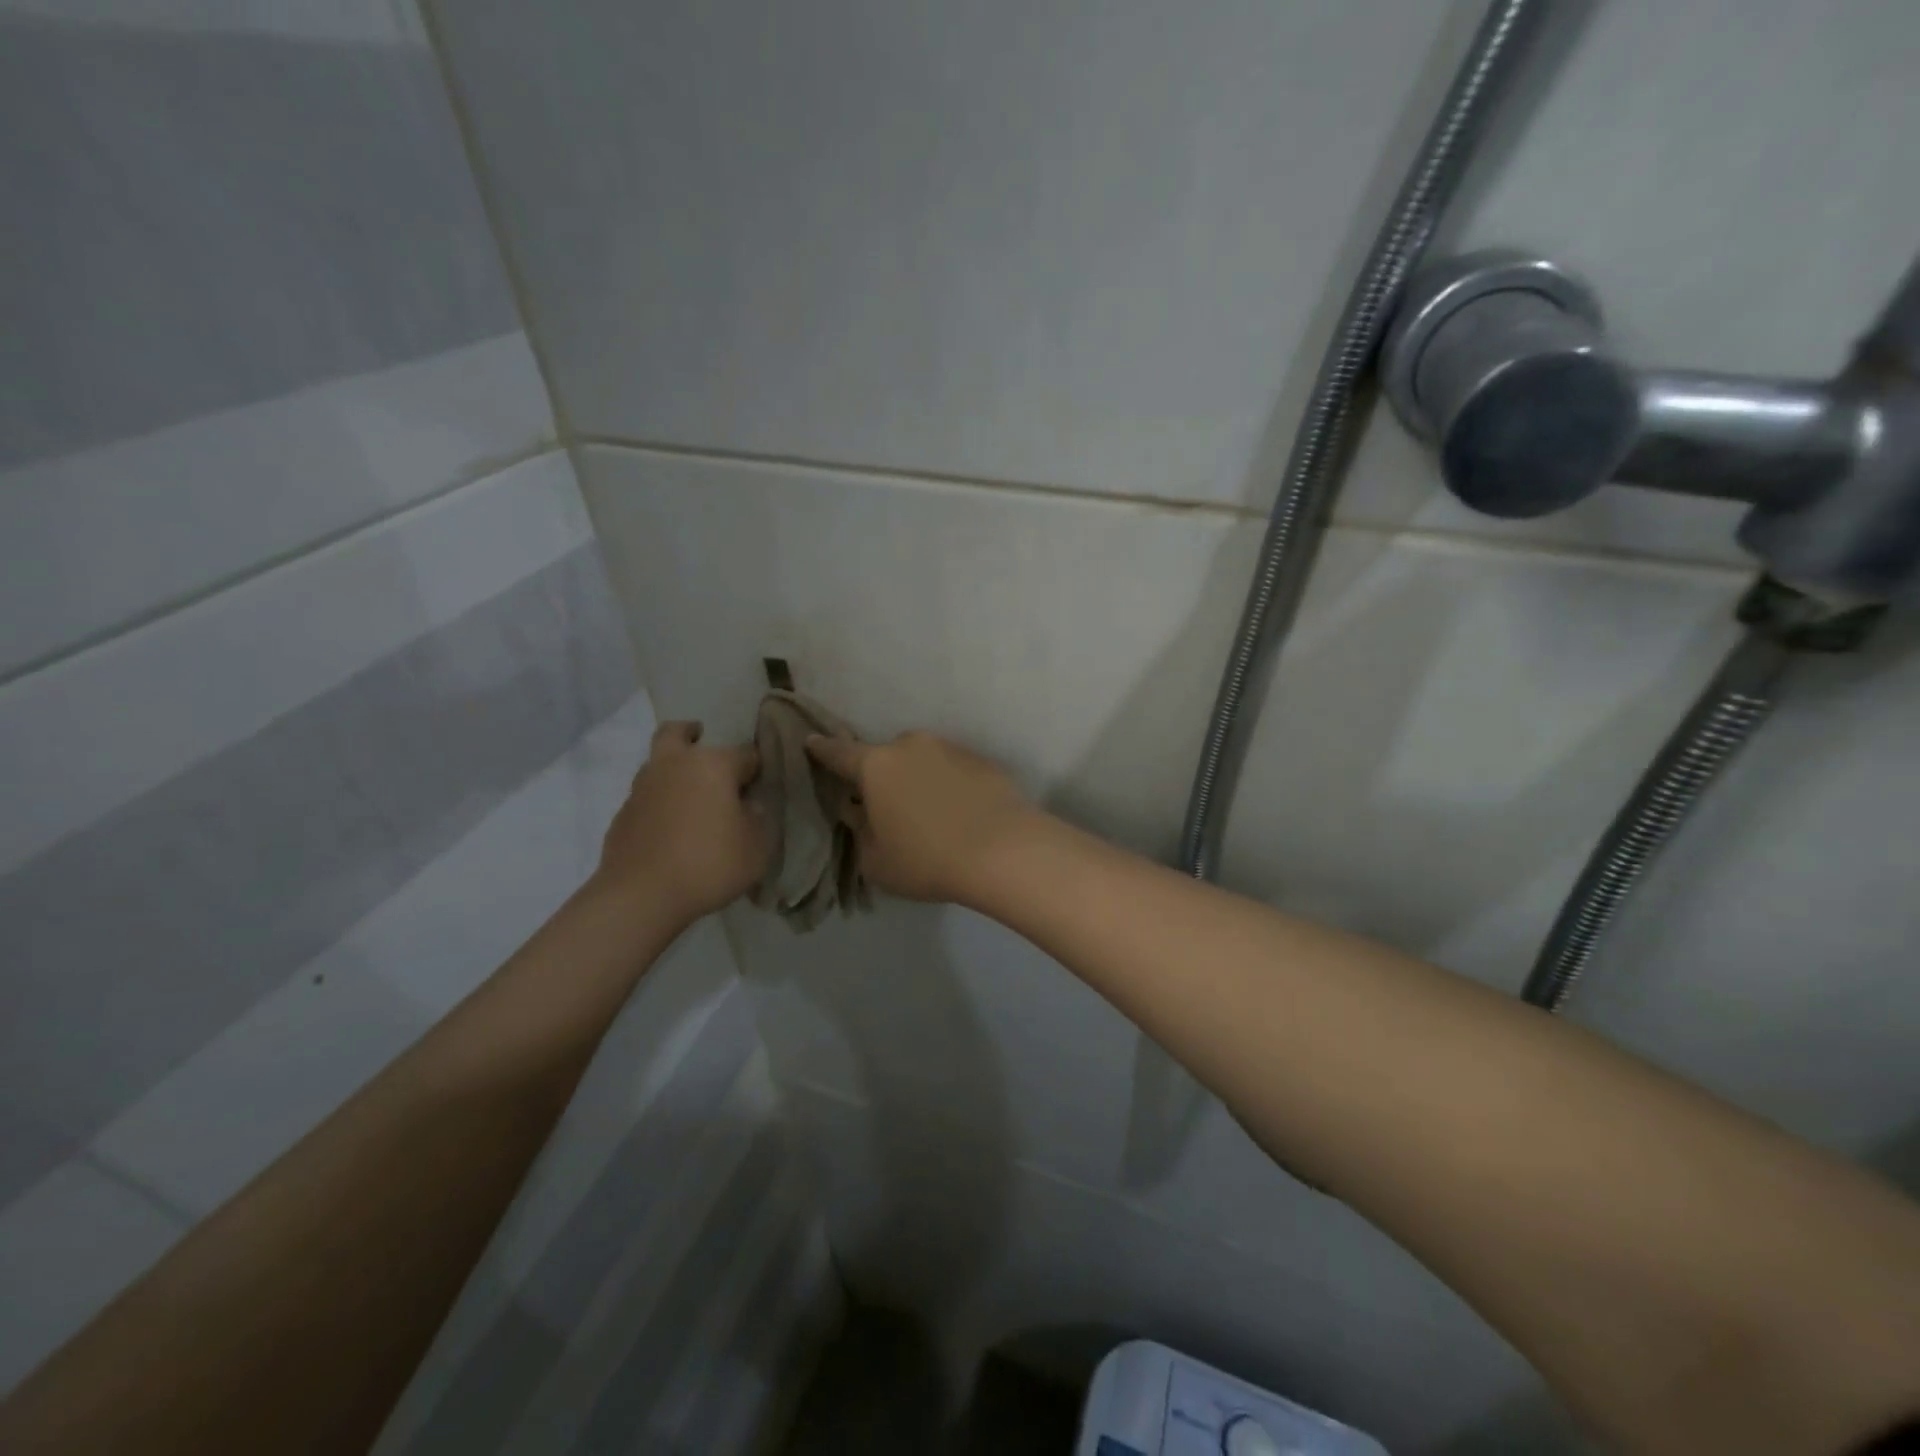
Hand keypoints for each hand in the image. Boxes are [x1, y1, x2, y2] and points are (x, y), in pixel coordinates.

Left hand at [596, 721, 765, 923]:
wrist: (642, 895)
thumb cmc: (710, 864)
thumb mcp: (756, 847)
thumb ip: (756, 820)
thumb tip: (747, 807)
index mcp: (713, 765)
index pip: (745, 754)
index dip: (756, 768)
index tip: (760, 783)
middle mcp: (675, 765)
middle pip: (678, 732)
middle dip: (691, 734)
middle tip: (702, 746)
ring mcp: (642, 787)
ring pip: (657, 762)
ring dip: (672, 769)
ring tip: (689, 796)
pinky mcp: (623, 813)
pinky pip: (646, 796)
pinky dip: (658, 802)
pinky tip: (669, 827)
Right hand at [804, 730, 1036, 905]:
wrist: (1004, 850)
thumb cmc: (928, 859)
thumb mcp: (876, 862)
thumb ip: (860, 833)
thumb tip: (861, 814)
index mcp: (876, 766)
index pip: (839, 753)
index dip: (822, 751)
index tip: (811, 743)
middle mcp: (911, 746)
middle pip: (886, 757)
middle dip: (882, 776)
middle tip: (888, 808)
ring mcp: (950, 748)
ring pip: (923, 761)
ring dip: (919, 780)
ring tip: (931, 816)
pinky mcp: (982, 760)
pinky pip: (953, 770)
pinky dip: (949, 786)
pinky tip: (960, 815)